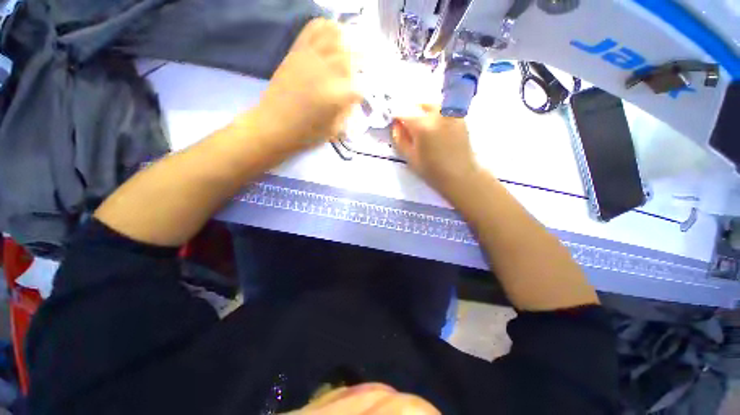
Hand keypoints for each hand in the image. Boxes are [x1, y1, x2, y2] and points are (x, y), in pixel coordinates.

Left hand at [247, 18, 361, 154]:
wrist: (273, 126)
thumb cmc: (306, 134)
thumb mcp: (334, 130)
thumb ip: (348, 110)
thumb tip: (354, 96)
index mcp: (338, 96)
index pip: (361, 85)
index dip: (363, 90)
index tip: (361, 95)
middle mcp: (327, 72)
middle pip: (352, 55)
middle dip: (361, 61)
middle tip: (362, 67)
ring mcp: (311, 58)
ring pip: (336, 36)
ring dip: (347, 40)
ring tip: (349, 48)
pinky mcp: (297, 52)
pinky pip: (313, 30)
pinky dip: (325, 27)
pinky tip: (331, 34)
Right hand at [392, 104, 479, 196]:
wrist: (461, 176)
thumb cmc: (432, 171)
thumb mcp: (410, 158)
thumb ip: (400, 139)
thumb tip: (396, 125)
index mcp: (423, 126)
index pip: (403, 113)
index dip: (397, 118)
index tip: (396, 125)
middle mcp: (437, 114)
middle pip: (418, 105)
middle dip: (410, 114)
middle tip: (409, 128)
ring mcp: (450, 114)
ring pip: (431, 105)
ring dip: (423, 112)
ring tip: (423, 128)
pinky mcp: (460, 117)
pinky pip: (443, 110)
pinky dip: (435, 115)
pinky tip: (436, 130)